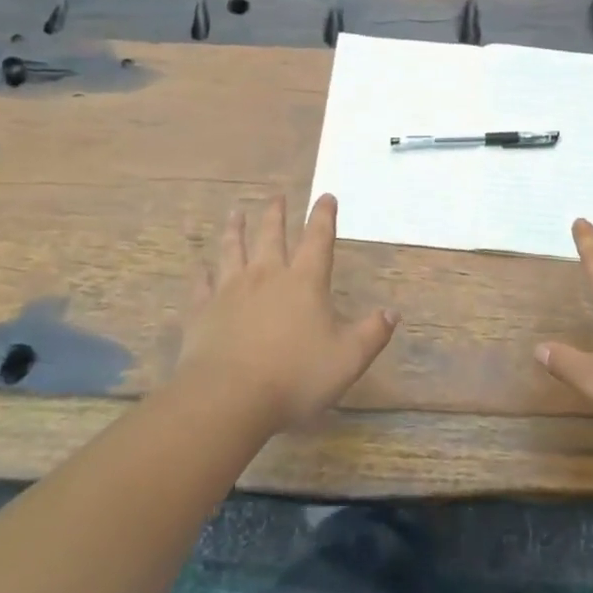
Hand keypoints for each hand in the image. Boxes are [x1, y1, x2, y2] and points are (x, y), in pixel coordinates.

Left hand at [176, 194, 398, 431]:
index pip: (317, 240)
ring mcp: (230, 290)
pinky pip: (201, 284)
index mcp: (304, 282)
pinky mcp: (202, 310)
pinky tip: (200, 267)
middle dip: (276, 214)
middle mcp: (266, 276)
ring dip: (236, 229)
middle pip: (272, 236)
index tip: (326, 197)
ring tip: (237, 212)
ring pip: (233, 249)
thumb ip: (372, 333)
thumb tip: (392, 312)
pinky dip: (202, 273)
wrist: (229, 397)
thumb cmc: (295, 377)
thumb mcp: (348, 359)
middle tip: (276, 195)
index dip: (323, 216)